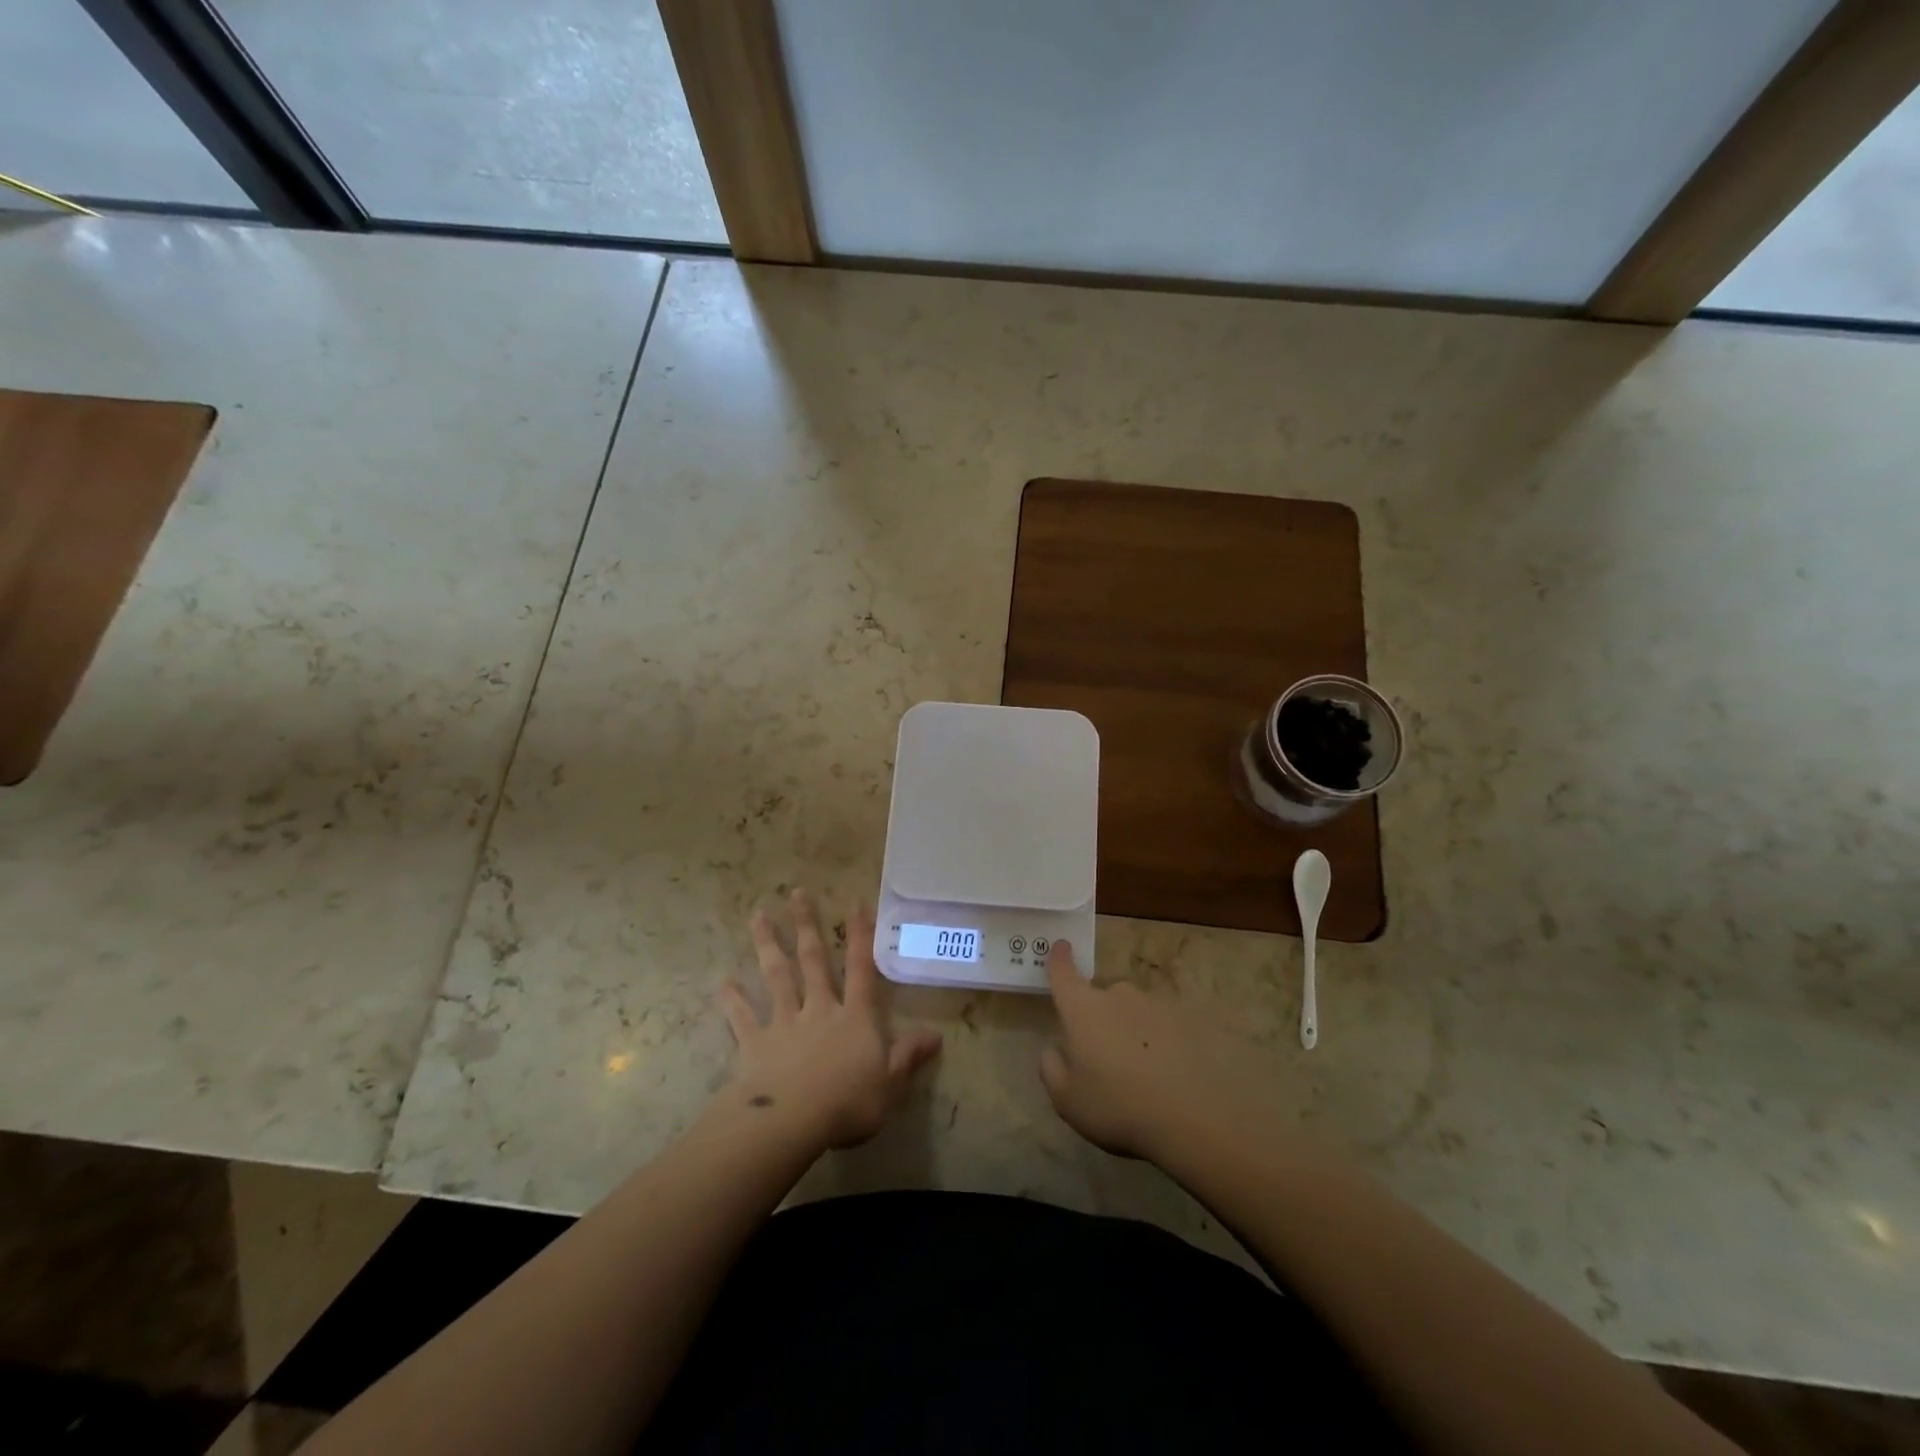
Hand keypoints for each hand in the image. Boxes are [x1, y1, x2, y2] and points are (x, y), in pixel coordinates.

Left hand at [718, 891, 941, 1150]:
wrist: (791, 1121)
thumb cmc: (849, 1102)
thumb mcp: (891, 1083)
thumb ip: (909, 1055)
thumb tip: (936, 1035)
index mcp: (855, 1017)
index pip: (861, 969)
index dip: (861, 937)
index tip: (855, 904)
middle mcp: (820, 1009)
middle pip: (813, 960)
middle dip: (806, 925)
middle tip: (797, 892)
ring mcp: (785, 1023)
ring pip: (777, 976)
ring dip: (768, 945)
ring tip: (758, 915)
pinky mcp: (756, 1043)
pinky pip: (743, 1017)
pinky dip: (733, 1000)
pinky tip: (723, 982)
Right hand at [1038, 941, 1279, 1162]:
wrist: (1188, 1119)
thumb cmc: (1115, 1106)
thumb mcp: (1065, 1099)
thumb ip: (1050, 1067)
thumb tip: (1054, 1049)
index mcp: (1082, 1008)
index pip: (1064, 973)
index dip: (1059, 958)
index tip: (1061, 945)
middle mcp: (1116, 995)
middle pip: (1099, 997)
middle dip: (1096, 1018)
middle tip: (1100, 1057)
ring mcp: (1152, 1005)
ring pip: (1129, 1010)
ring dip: (1126, 1029)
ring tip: (1134, 1071)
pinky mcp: (1181, 1021)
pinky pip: (1156, 1025)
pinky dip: (1152, 1040)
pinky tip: (1160, 1074)